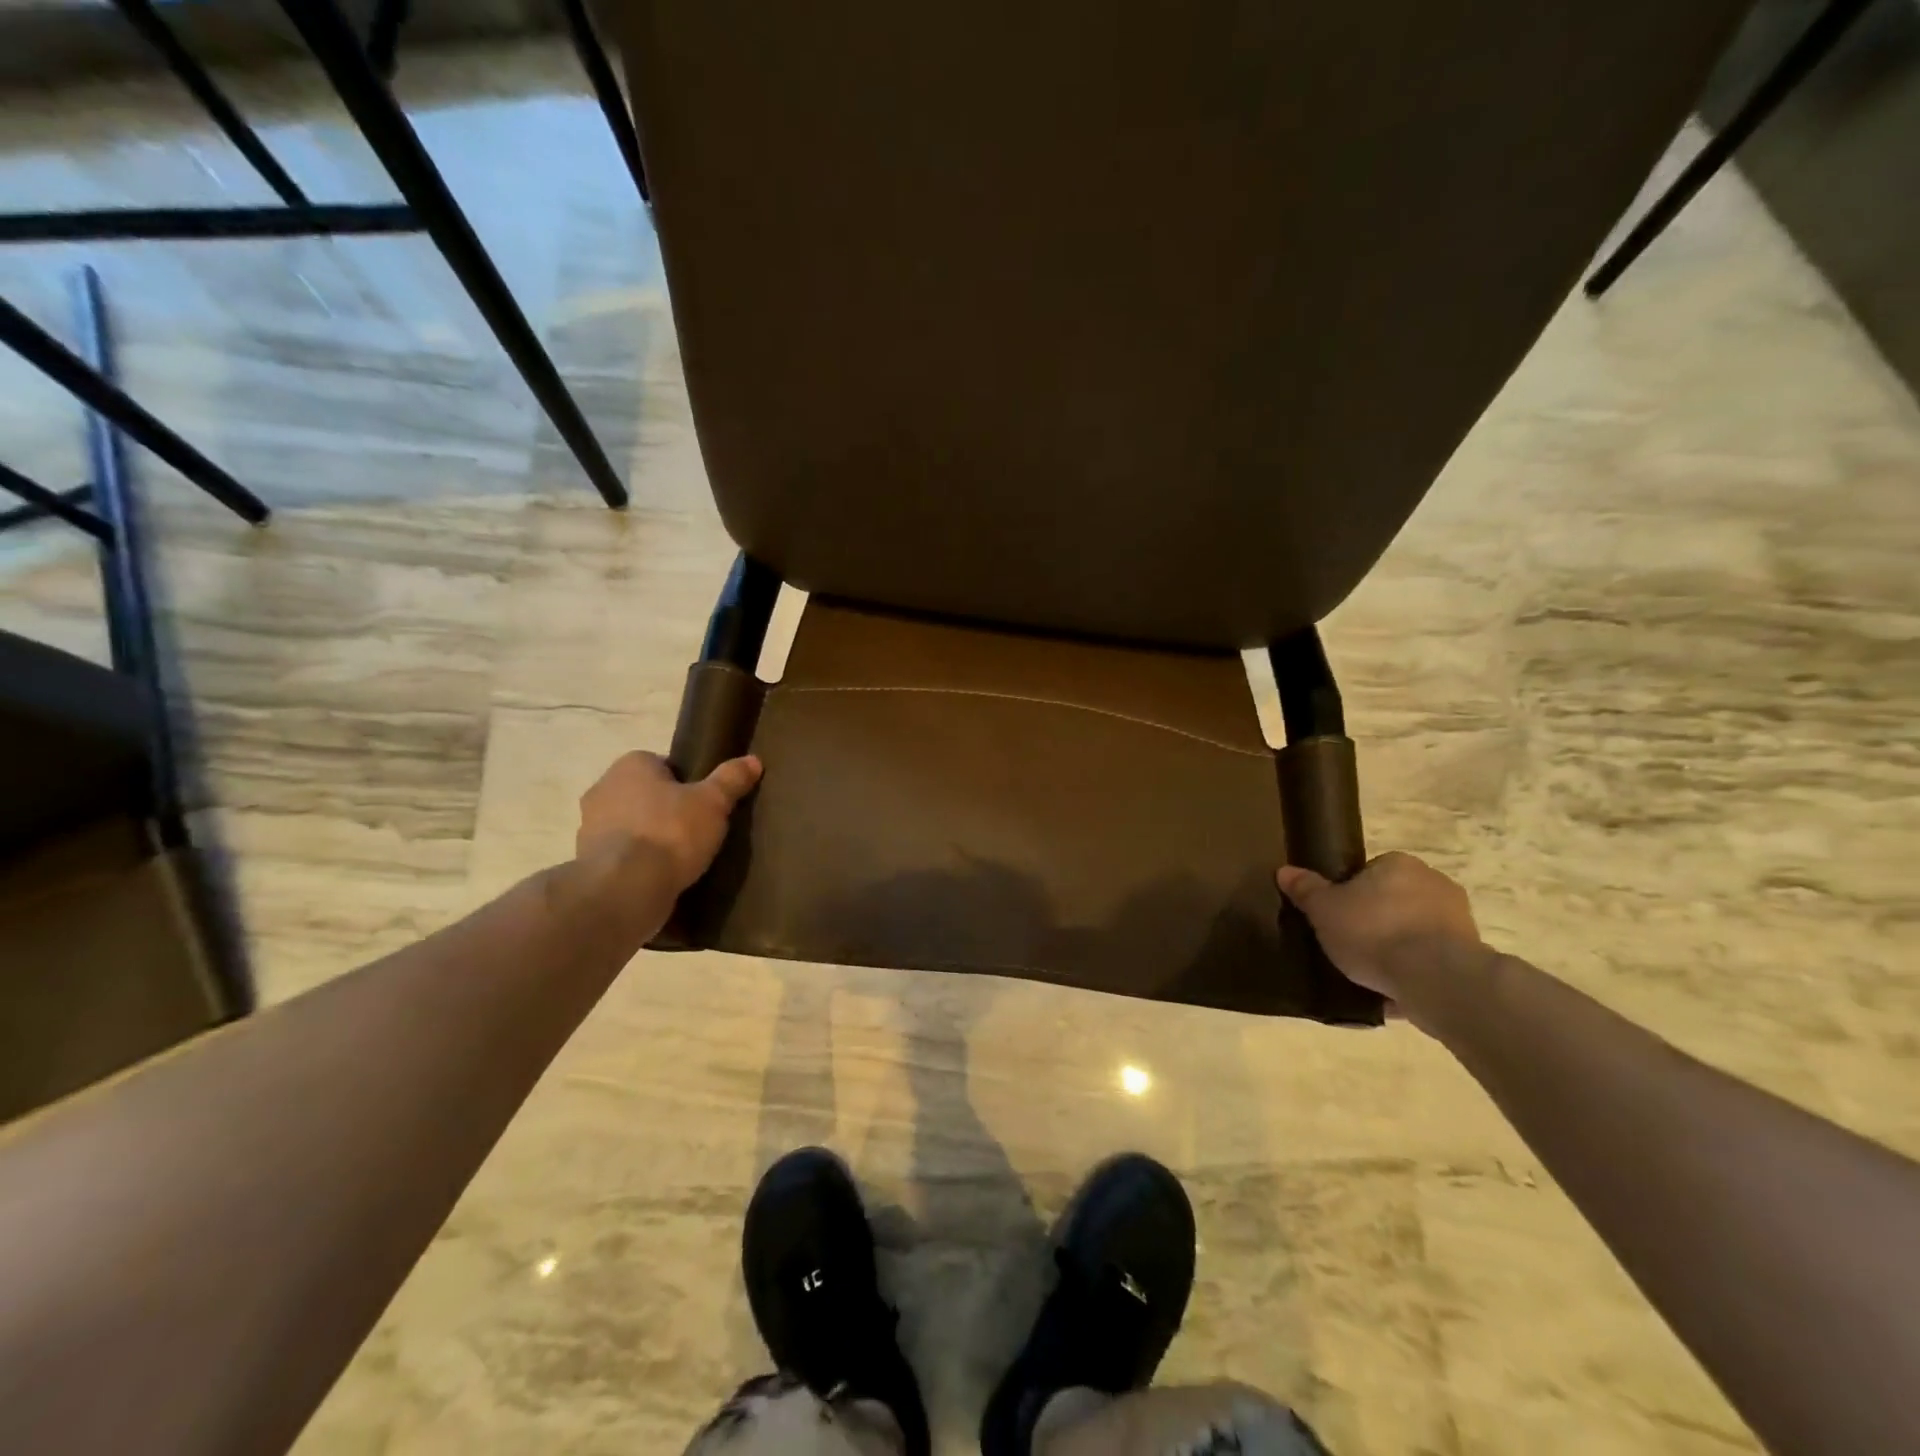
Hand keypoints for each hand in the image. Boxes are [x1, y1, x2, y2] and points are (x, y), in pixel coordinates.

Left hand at [576, 751, 761, 893]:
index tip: (703, 802)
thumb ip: (731, 779)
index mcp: (630, 765)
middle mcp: (603, 789)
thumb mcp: (713, 802)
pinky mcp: (587, 862)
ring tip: (680, 857)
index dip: (685, 782)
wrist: (625, 888)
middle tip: (696, 828)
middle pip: (644, 794)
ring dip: (648, 836)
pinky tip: (660, 877)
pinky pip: (620, 855)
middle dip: (665, 809)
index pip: (662, 764)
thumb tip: (753, 760)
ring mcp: (589, 827)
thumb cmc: (671, 833)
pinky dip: (636, 862)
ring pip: (630, 825)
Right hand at [1276, 852, 1481, 1009]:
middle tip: (1351, 944)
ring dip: (1398, 947)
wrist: (1436, 978)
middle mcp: (1434, 882)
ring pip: (1415, 930)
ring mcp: (1459, 919)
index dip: (1350, 895)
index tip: (1338, 918)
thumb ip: (1306, 889)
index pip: (1369, 873)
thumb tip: (1284, 870)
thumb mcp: (1324, 910)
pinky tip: (1393, 991)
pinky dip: (1416, 971)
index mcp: (1399, 863)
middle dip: (1377, 920)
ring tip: (1370, 974)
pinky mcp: (1472, 954)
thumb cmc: (1374, 932)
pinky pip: (1432, 959)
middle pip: (1394, 900)